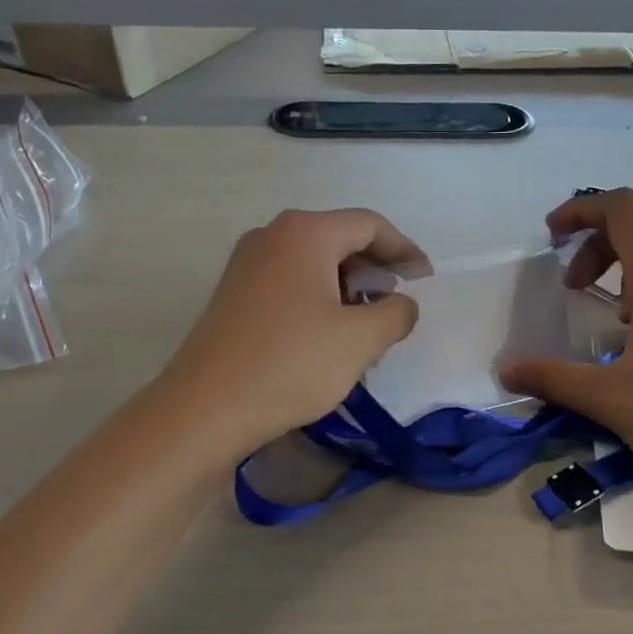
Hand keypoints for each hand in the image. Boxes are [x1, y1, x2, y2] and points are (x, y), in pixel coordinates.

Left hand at [163, 208, 429, 453]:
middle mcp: (271, 236)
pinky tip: (328, 336)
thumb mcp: (360, 340)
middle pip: (338, 239)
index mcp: (305, 233)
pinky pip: (289, 283)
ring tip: (367, 327)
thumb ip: (396, 314)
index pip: (369, 225)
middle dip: (375, 270)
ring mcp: (246, 264)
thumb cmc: (292, 364)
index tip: (425, 278)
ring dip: (347, 288)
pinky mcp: (233, 295)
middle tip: (397, 304)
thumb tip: (401, 305)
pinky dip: (319, 300)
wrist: (207, 407)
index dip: (404, 250)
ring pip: (313, 264)